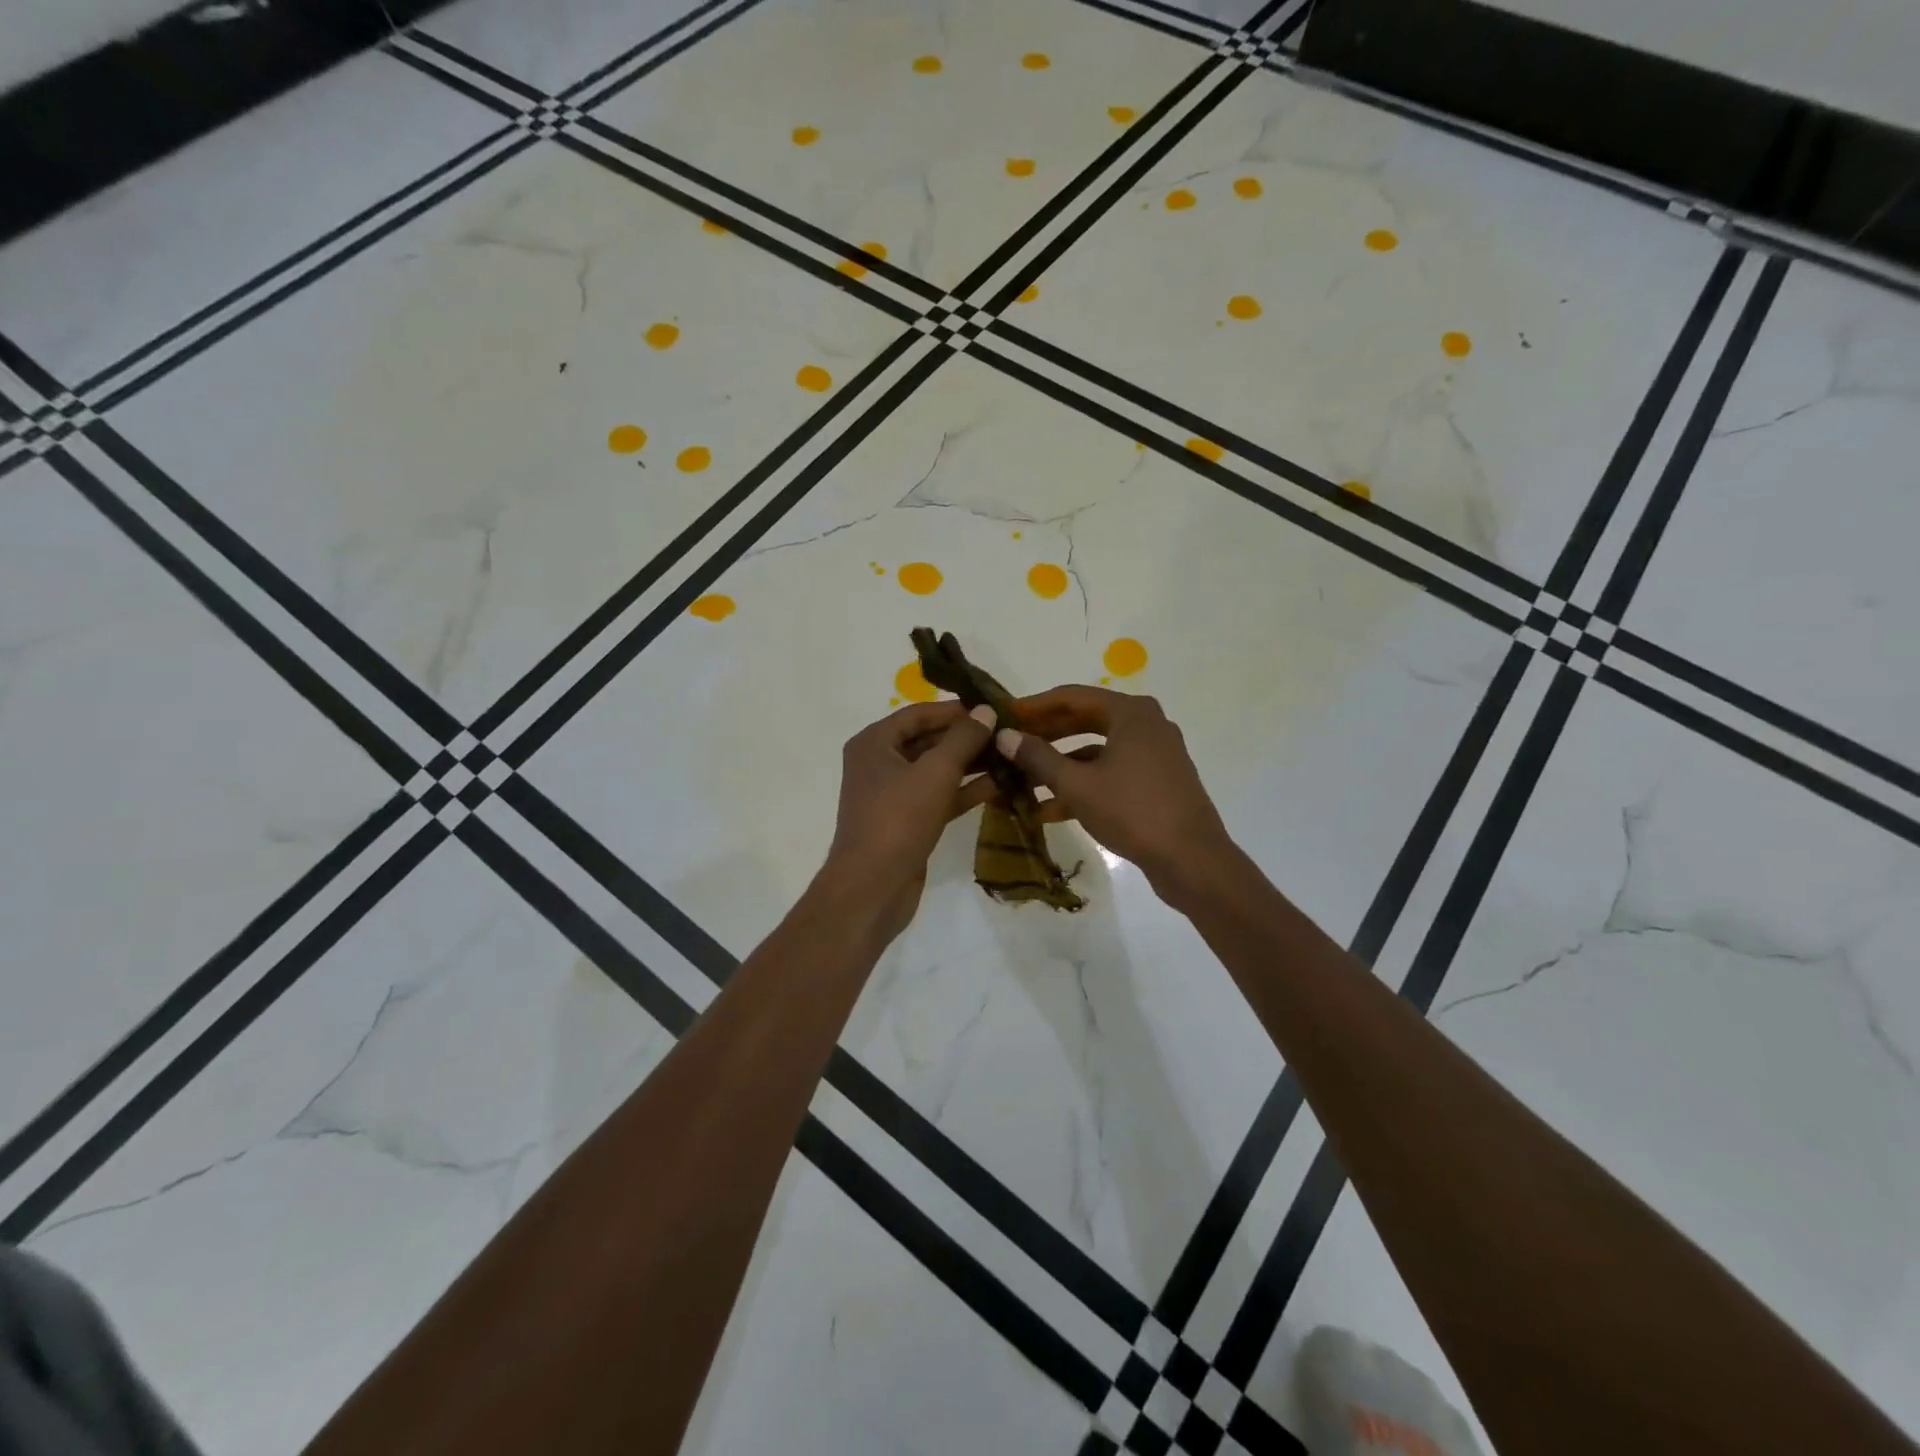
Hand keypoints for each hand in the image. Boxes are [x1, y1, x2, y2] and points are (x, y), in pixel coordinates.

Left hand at [820, 700, 996, 935]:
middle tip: (1009, 732)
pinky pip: (940, 796)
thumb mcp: (935, 772)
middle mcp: (880, 763)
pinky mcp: (909, 821)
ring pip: (937, 770)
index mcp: (874, 743)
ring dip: (972, 764)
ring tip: (1012, 755)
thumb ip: (963, 738)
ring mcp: (894, 795)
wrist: (872, 888)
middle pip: (929, 740)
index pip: (919, 713)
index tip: (994, 708)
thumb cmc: (898, 820)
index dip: (956, 709)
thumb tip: (986, 711)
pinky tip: (1002, 784)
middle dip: (968, 737)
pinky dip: (966, 790)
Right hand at [994, 685, 1237, 904]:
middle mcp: (1146, 724)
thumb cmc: (1133, 811)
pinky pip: (1112, 772)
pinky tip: (1050, 809)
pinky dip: (1084, 784)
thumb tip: (1004, 736)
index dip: (1035, 706)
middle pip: (1085, 720)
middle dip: (1046, 735)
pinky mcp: (1158, 781)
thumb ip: (1038, 758)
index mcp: (1130, 713)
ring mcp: (1155, 754)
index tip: (1005, 715)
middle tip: (1012, 745)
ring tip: (1023, 780)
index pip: (1072, 697)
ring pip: (1097, 750)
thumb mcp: (1077, 785)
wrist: (1192, 859)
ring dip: (1061, 764)